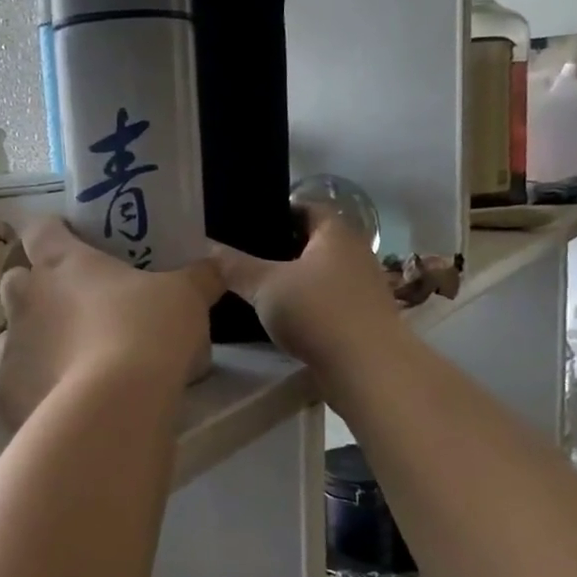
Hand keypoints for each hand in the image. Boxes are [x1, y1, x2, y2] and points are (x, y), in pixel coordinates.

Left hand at [0, 219, 222, 427]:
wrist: (113, 408)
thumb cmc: (147, 332)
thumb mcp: (186, 297)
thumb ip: (199, 277)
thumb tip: (216, 266)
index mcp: (61, 263)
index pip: (40, 229)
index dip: (53, 231)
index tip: (73, 240)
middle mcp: (27, 300)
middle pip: (15, 280)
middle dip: (35, 289)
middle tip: (74, 305)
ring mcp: (12, 348)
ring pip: (13, 334)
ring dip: (35, 340)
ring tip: (72, 358)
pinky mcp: (8, 393)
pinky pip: (18, 383)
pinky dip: (37, 387)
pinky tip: (65, 401)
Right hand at [210, 211, 401, 378]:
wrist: (369, 370)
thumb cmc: (317, 313)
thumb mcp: (265, 286)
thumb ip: (234, 266)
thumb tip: (207, 248)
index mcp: (335, 233)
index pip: (306, 207)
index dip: (277, 211)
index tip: (247, 223)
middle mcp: (355, 253)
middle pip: (313, 241)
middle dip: (281, 247)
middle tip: (244, 256)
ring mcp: (363, 287)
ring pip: (320, 273)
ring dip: (294, 278)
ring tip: (258, 287)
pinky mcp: (363, 317)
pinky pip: (328, 300)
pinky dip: (307, 303)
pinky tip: (283, 316)